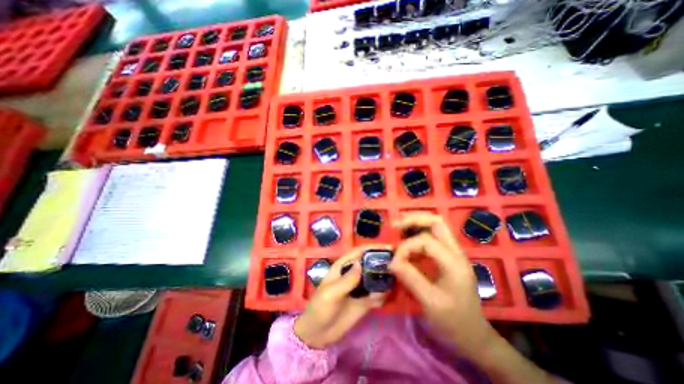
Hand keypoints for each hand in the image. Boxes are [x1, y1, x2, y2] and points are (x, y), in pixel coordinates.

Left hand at [293, 245, 390, 346]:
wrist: (317, 334)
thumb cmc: (320, 308)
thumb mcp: (331, 293)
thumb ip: (346, 280)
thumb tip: (361, 264)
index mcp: (343, 267)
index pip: (359, 252)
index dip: (373, 248)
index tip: (389, 248)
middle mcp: (353, 274)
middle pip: (370, 263)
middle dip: (383, 262)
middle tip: (399, 263)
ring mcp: (359, 288)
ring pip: (375, 279)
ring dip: (385, 278)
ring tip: (398, 280)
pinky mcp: (364, 302)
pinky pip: (377, 296)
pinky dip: (383, 295)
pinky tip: (388, 297)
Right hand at [390, 211, 497, 354]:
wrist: (474, 338)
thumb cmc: (454, 323)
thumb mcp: (430, 302)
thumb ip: (410, 278)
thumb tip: (391, 261)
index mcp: (454, 263)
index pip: (426, 241)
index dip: (406, 247)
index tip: (394, 261)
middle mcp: (455, 252)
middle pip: (437, 222)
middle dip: (414, 219)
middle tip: (396, 225)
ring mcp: (452, 254)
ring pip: (435, 226)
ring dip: (416, 223)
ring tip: (399, 226)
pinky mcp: (447, 258)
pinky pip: (432, 237)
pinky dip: (417, 233)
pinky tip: (406, 238)